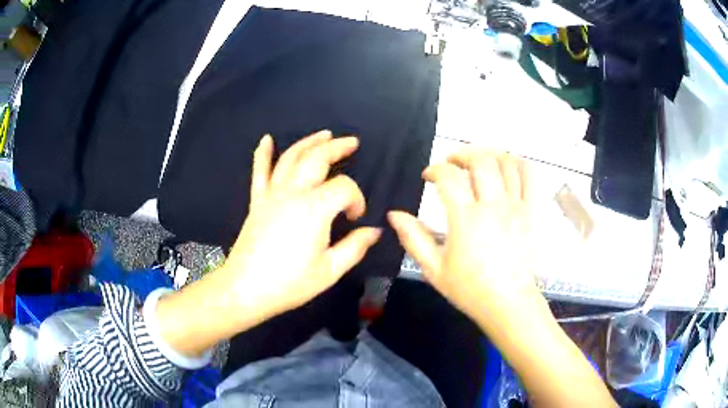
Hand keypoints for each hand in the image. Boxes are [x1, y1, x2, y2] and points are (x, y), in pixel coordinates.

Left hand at [156, 131, 380, 356]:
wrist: (246, 288)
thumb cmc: (290, 283)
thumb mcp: (329, 270)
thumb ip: (354, 247)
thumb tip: (374, 231)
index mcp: (315, 210)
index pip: (344, 188)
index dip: (357, 199)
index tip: (355, 218)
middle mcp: (293, 193)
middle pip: (317, 159)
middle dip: (337, 147)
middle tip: (352, 142)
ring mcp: (272, 195)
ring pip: (291, 158)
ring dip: (309, 142)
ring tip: (324, 134)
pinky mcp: (257, 201)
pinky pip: (259, 171)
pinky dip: (262, 154)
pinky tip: (266, 139)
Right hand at [388, 150, 538, 329]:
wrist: (509, 303)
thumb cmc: (470, 289)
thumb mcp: (434, 269)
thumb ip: (413, 238)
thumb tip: (394, 214)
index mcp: (466, 219)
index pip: (448, 177)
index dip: (434, 170)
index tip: (428, 177)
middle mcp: (493, 206)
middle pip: (480, 160)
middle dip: (462, 154)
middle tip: (452, 163)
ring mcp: (517, 206)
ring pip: (506, 162)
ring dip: (488, 154)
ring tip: (477, 162)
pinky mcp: (532, 212)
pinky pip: (529, 176)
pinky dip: (517, 163)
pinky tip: (506, 167)